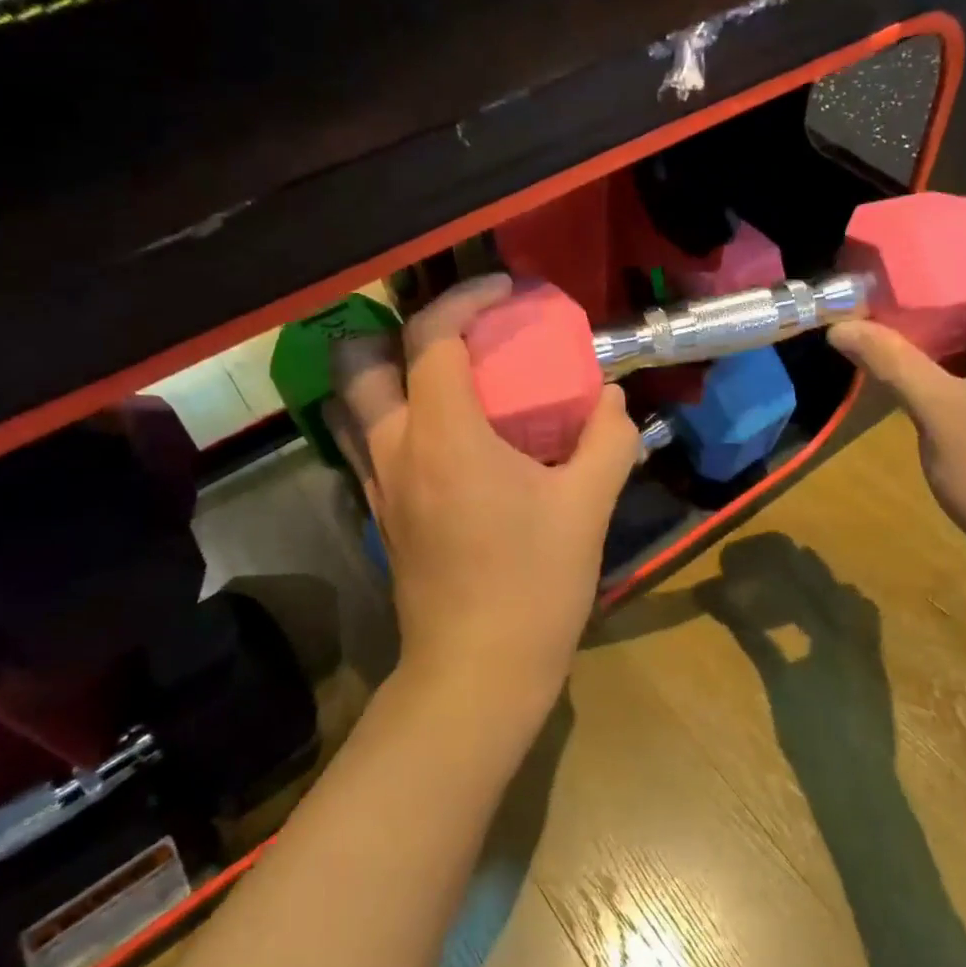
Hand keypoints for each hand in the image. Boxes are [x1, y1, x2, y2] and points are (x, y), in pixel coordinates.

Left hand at [330, 275, 639, 719]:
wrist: (477, 673)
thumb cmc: (534, 585)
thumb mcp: (588, 507)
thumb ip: (608, 440)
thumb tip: (613, 398)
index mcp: (444, 435)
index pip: (430, 336)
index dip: (464, 299)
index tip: (504, 293)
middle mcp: (395, 448)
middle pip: (359, 359)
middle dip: (398, 328)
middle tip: (454, 334)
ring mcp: (377, 484)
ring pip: (352, 402)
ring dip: (387, 372)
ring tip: (441, 375)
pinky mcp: (380, 514)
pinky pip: (368, 442)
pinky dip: (393, 415)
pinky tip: (441, 435)